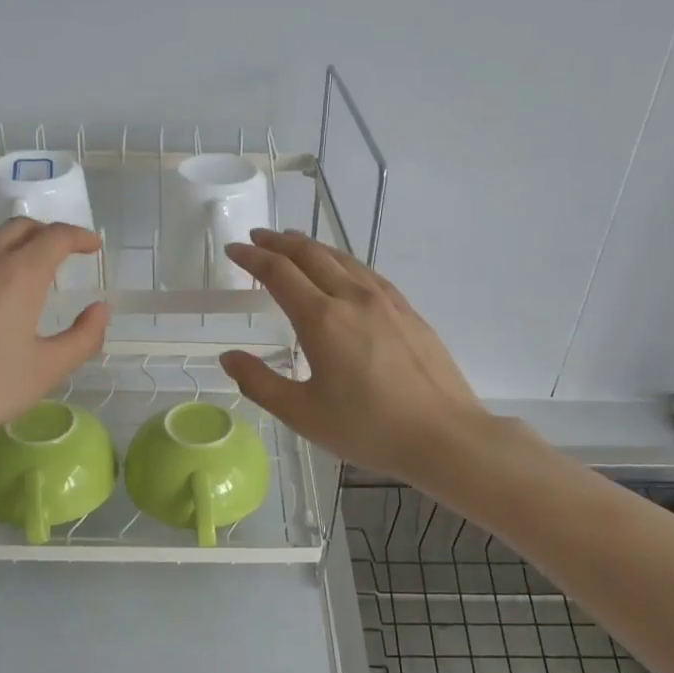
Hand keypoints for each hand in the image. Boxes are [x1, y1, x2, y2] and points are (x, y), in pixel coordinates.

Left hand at [0, 220, 108, 467]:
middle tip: (58, 256)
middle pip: (18, 227)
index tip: (91, 246)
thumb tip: (100, 309)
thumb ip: (83, 337)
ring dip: (6, 245)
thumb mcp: (46, 371)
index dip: (80, 237)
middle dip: (45, 235)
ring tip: (13, 271)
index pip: (56, 236)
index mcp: (18, 275)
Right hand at [219, 229, 489, 485]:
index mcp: (322, 319)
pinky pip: (366, 272)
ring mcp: (386, 301)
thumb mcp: (303, 414)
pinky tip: (342, 271)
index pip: (279, 273)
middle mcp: (353, 297)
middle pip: (310, 254)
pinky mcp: (407, 310)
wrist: (444, 436)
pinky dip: (341, 261)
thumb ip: (260, 383)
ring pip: (342, 258)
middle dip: (279, 242)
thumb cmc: (369, 429)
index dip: (252, 257)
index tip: (234, 249)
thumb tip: (228, 358)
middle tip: (257, 237)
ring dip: (311, 247)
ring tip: (292, 244)